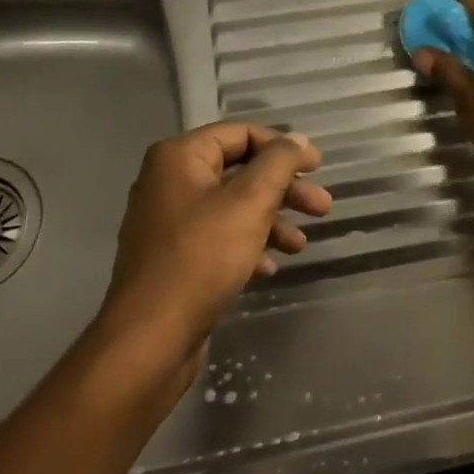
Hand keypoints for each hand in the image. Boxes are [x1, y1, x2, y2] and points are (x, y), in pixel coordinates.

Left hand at [98, 123, 330, 362]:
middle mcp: (169, 181)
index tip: (317, 167)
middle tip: (322, 208)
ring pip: (232, 206)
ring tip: (301, 245)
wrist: (150, 339)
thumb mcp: (249, 203)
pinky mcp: (173, 257)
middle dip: (284, 189)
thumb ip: (278, 164)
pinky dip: (248, 244)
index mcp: (179, 158)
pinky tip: (269, 267)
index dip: (283, 147)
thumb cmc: (202, 259)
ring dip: (271, 220)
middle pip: (239, 170)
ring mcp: (169, 221)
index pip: (241, 133)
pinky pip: (218, 236)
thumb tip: (297, 138)